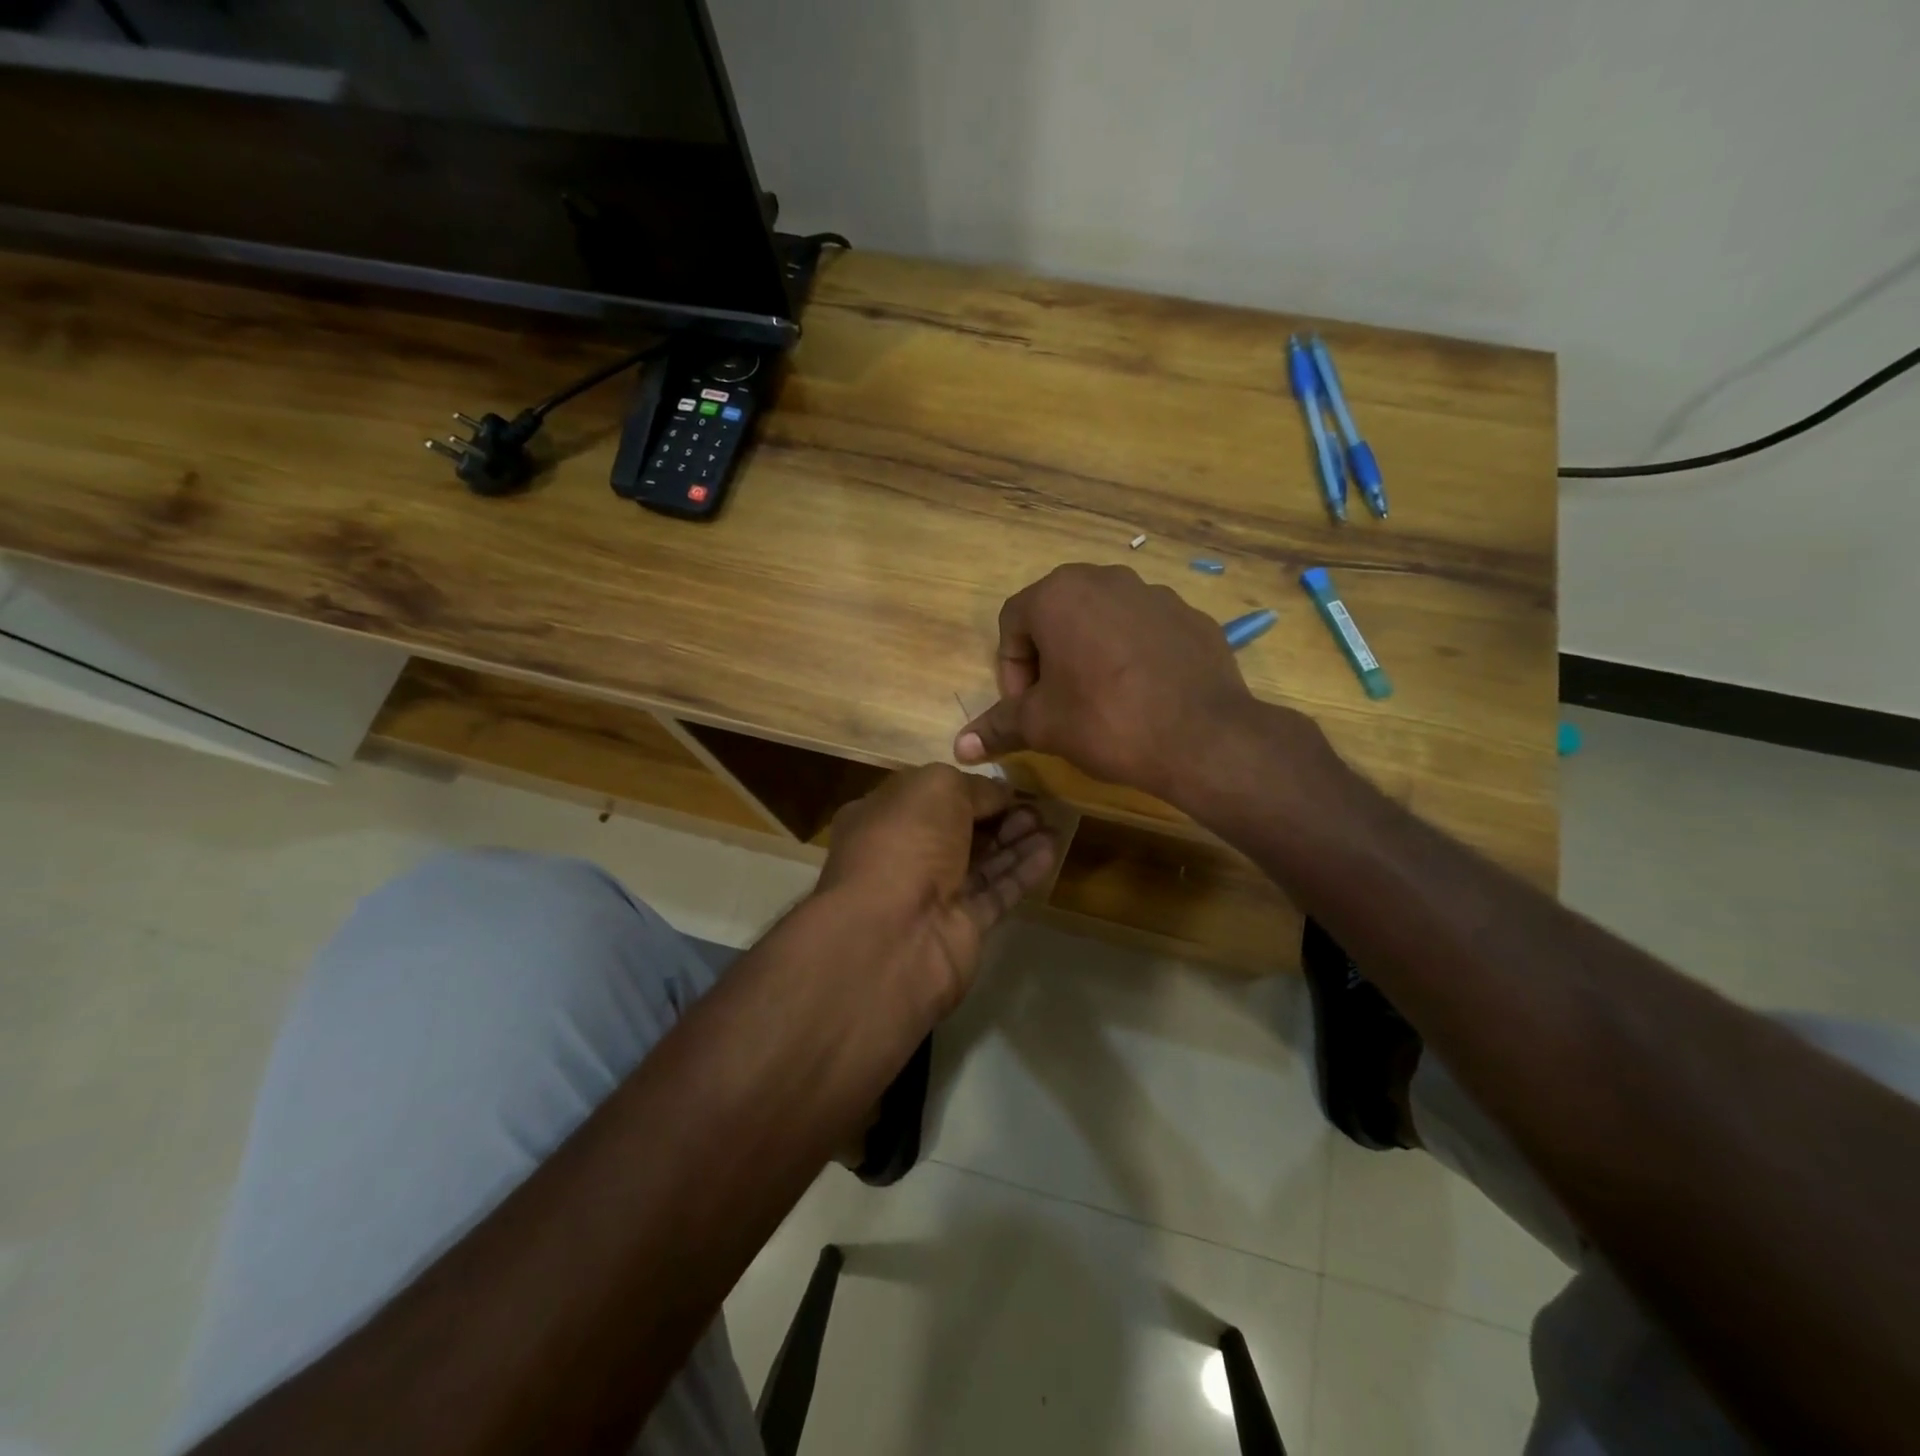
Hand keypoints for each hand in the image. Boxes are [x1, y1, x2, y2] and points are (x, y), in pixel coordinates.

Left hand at [815, 765, 1056, 1014]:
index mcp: (881, 817)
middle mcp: (903, 855)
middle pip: (958, 831)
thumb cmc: (904, 843)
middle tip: (1036, 806)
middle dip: (997, 816)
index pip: (929, 798)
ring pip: (980, 862)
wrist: (892, 935)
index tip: (1006, 785)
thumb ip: (973, 787)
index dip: (968, 789)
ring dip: (1015, 842)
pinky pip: (995, 893)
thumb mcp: (937, 789)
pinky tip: (1050, 851)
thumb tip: (1000, 792)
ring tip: (1051, 824)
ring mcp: (931, 895)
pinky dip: (1021, 872)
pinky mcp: (960, 928)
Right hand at [954, 564, 1269, 803]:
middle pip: (1057, 616)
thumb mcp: (1042, 726)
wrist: (1202, 736)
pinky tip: (1142, 695)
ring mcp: (1154, 593)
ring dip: (1090, 653)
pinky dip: (1133, 656)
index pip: (1012, 624)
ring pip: (1103, 620)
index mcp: (1059, 594)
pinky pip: (1145, 631)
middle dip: (1048, 658)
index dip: (1010, 670)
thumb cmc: (1105, 721)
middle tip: (1056, 702)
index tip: (1024, 708)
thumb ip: (997, 727)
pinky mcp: (1190, 616)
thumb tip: (959, 748)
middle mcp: (1105, 578)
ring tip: (1101, 700)